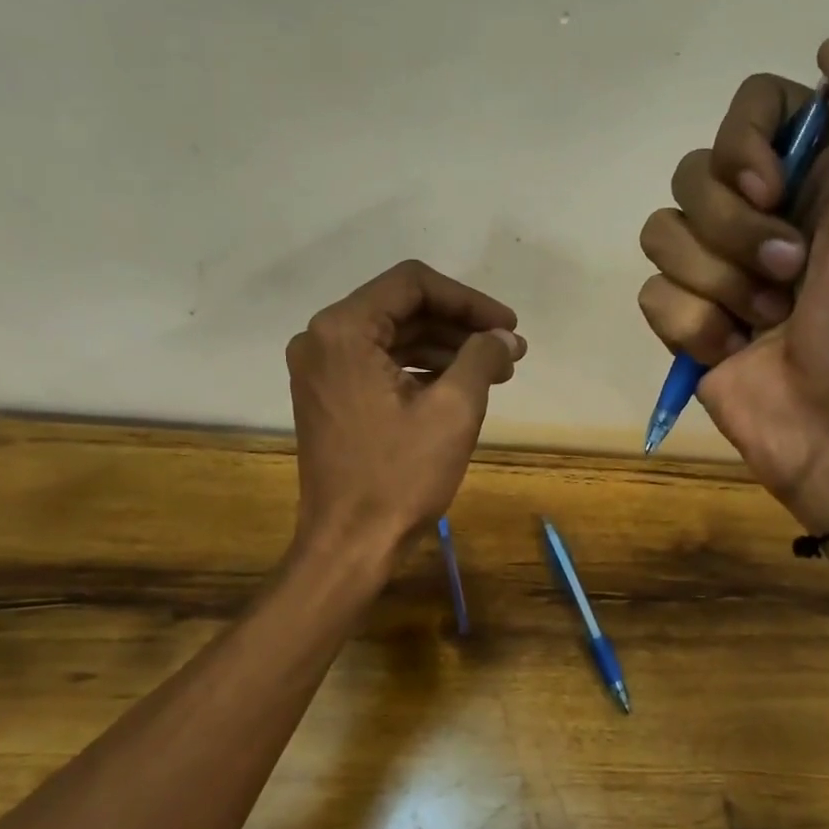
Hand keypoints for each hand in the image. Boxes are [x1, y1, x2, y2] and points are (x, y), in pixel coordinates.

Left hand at [286, 260, 525, 563]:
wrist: (350, 543)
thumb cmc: (400, 476)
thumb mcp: (454, 410)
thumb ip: (482, 357)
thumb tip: (504, 338)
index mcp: (343, 330)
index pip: (414, 284)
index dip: (469, 300)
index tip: (508, 326)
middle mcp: (321, 339)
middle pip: (402, 309)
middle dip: (459, 327)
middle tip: (508, 351)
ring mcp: (320, 370)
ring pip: (392, 338)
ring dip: (444, 348)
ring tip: (494, 371)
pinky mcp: (327, 397)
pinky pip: (378, 365)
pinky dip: (419, 369)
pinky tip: (459, 385)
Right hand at [638, 38, 828, 527]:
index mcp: (817, 171)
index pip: (749, 107)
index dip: (746, 138)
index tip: (775, 186)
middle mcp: (763, 213)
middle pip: (693, 172)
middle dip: (737, 227)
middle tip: (793, 271)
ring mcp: (720, 272)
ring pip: (662, 232)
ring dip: (721, 280)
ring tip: (768, 319)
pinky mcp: (688, 325)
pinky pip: (655, 295)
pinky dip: (696, 325)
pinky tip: (735, 351)